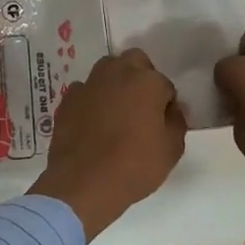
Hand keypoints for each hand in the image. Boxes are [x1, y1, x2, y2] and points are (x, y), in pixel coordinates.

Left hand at [30, 49, 187, 241]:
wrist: (82, 183)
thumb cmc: (134, 166)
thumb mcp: (171, 150)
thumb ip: (177, 122)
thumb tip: (172, 109)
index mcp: (147, 82)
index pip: (165, 85)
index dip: (166, 105)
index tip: (163, 124)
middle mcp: (117, 73)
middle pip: (134, 62)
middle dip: (141, 77)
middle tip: (142, 108)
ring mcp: (89, 84)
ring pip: (107, 70)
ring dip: (115, 83)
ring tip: (117, 112)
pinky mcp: (68, 99)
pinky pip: (85, 90)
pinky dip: (92, 99)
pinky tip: (93, 122)